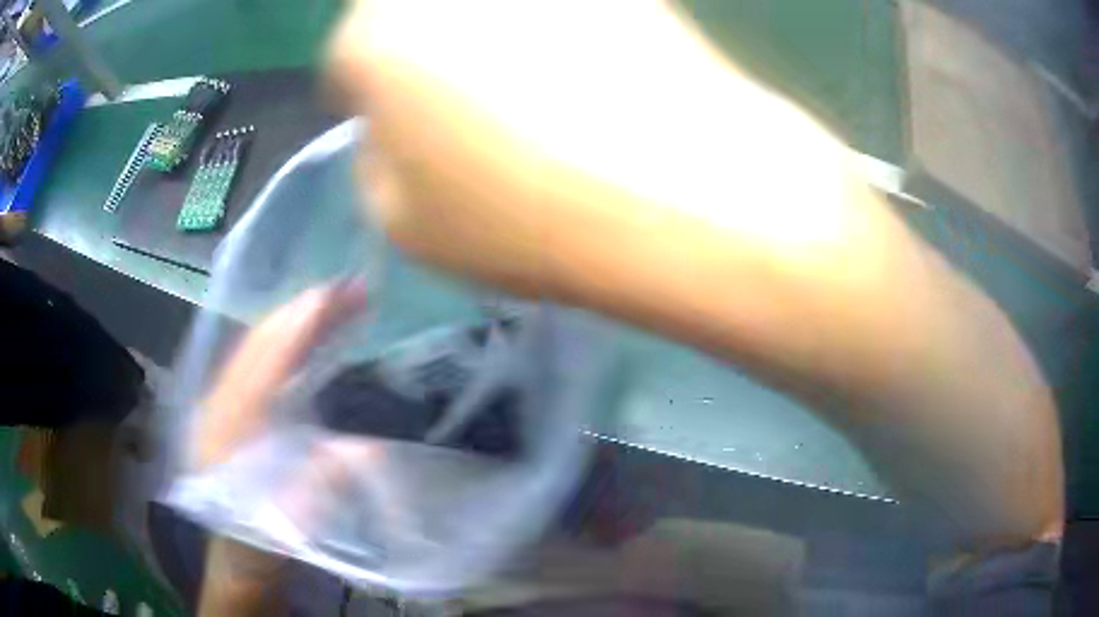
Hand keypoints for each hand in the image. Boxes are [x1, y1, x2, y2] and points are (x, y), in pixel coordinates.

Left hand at [195, 284, 368, 616]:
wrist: (231, 559)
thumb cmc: (263, 542)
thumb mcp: (295, 525)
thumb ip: (322, 485)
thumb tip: (367, 448)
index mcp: (233, 434)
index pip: (267, 365)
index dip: (300, 326)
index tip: (335, 293)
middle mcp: (219, 406)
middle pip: (257, 342)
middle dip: (301, 309)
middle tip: (346, 287)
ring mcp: (217, 403)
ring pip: (252, 345)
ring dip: (291, 318)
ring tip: (331, 301)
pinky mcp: (223, 407)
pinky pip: (251, 359)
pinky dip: (279, 336)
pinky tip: (299, 331)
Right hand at [326, 0, 860, 298]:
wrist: (676, 185)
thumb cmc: (520, 215)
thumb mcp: (405, 223)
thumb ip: (377, 165)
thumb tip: (393, 131)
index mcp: (371, 33)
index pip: (351, 61)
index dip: (374, 100)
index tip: (408, 130)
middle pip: (409, 17)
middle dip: (424, 57)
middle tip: (468, 103)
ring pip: (482, 9)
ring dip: (489, 36)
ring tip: (541, 89)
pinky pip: (553, 11)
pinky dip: (556, 30)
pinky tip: (588, 68)